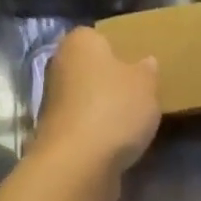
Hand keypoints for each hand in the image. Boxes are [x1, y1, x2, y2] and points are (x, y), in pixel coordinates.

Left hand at [29, 27, 161, 200]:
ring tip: (133, 118)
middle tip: (139, 89)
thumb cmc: (114, 108)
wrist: (78, 164)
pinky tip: (118, 140)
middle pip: (90, 67)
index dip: (118, 47)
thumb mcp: (145, 83)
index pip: (98, 36)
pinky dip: (97, 130)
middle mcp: (60, 66)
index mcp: (79, 42)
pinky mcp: (56, 133)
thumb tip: (146, 62)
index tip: (138, 62)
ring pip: (86, 96)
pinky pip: (84, 123)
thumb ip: (147, 70)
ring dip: (103, 106)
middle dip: (110, 78)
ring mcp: (53, 101)